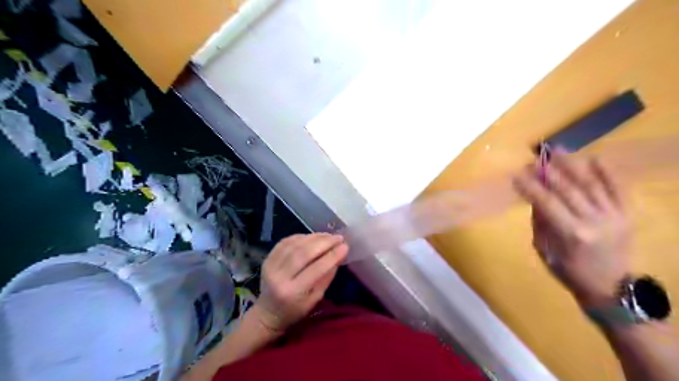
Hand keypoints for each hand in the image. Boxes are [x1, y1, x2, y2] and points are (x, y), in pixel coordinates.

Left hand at [253, 232, 348, 332]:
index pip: (316, 269)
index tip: (346, 246)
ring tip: (329, 236)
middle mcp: (279, 276)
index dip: (332, 255)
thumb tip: (339, 256)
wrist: (267, 313)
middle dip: (325, 242)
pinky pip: (285, 242)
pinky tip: (313, 237)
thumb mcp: (315, 299)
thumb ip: (326, 277)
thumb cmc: (295, 310)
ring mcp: (271, 265)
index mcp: (293, 292)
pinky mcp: (267, 258)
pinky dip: (301, 237)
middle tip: (339, 238)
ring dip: (314, 237)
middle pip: (304, 253)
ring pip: (295, 244)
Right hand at [518, 150, 633, 307]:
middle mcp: (594, 221)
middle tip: (535, 158)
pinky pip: (619, 190)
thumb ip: (540, 221)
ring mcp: (614, 216)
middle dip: (549, 171)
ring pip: (592, 185)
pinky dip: (608, 173)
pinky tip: (596, 158)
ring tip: (559, 149)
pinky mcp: (627, 215)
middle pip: (568, 189)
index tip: (517, 174)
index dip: (530, 186)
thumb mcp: (545, 249)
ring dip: (574, 165)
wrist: (611, 288)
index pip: (546, 202)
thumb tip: (534, 197)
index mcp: (571, 233)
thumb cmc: (570, 271)